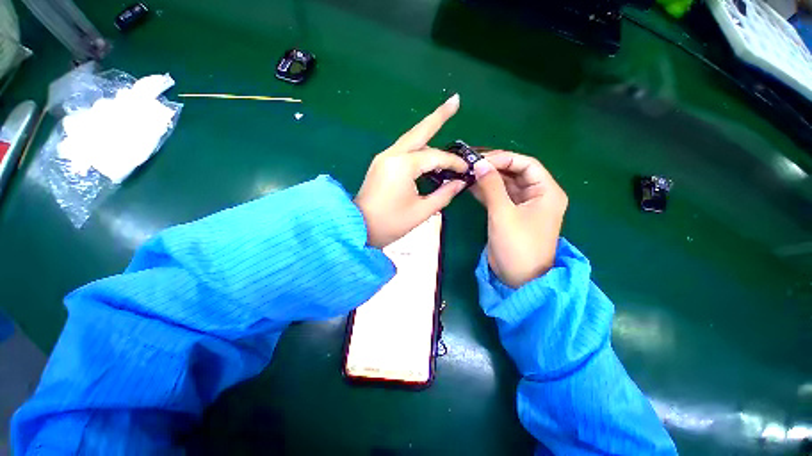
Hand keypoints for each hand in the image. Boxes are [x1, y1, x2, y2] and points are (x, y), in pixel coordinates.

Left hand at [355, 94, 467, 247]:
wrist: (357, 228)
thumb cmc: (390, 223)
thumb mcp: (421, 212)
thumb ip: (443, 195)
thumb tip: (460, 183)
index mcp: (402, 166)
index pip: (435, 157)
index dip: (453, 163)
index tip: (466, 170)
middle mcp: (392, 155)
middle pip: (419, 131)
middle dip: (438, 116)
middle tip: (455, 100)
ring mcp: (384, 158)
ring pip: (410, 139)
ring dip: (427, 131)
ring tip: (444, 119)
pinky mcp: (381, 164)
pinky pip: (403, 150)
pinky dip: (418, 148)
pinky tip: (428, 150)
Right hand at [471, 151, 568, 287]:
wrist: (518, 278)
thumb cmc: (517, 245)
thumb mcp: (503, 214)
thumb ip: (491, 186)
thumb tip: (479, 164)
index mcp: (546, 191)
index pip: (526, 164)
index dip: (504, 158)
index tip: (480, 159)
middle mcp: (536, 195)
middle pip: (515, 173)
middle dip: (493, 167)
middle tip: (470, 164)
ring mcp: (522, 205)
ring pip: (505, 184)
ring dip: (487, 179)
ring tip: (467, 172)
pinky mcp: (510, 214)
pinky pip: (498, 197)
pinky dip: (485, 191)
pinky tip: (470, 186)